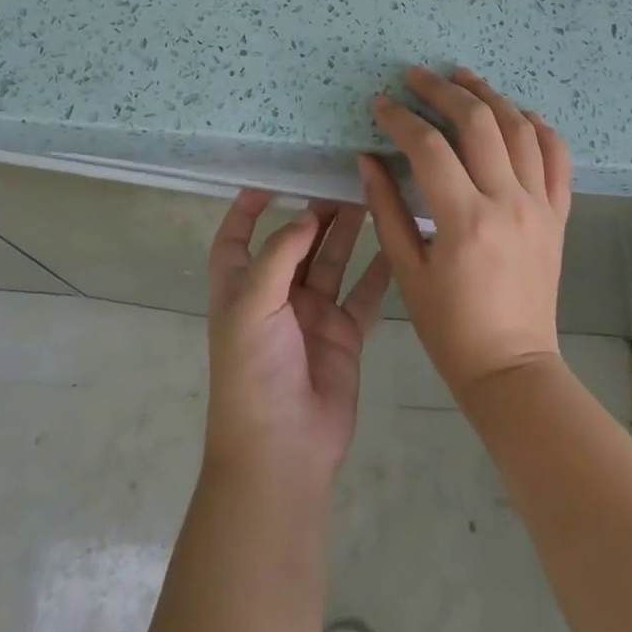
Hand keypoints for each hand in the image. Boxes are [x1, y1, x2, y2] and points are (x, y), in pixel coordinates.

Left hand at [203, 190, 391, 490]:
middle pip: (294, 245)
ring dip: (347, 234)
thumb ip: (280, 255)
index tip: (270, 182)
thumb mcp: (253, 305)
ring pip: (331, 263)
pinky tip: (395, 245)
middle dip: (313, 215)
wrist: (282, 449)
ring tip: (368, 199)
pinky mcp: (343, 335)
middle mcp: (276, 297)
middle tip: (340, 183)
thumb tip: (306, 217)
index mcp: (241, 289)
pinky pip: (363, 295)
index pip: (236, 240)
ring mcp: (312, 316)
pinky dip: (378, 272)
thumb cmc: (253, 371)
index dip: (246, 211)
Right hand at [359, 66, 572, 405]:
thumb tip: (368, 158)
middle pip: (479, 123)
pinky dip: (541, 129)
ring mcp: (540, 207)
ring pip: (521, 130)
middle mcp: (508, 203)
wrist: (513, 369)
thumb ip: (386, 210)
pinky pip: (558, 160)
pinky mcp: (558, 217)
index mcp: (465, 220)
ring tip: (464, 77)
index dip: (400, 119)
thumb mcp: (407, 272)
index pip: (429, 147)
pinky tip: (521, 113)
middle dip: (444, 91)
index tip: (381, 104)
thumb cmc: (450, 328)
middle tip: (417, 76)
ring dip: (490, 96)